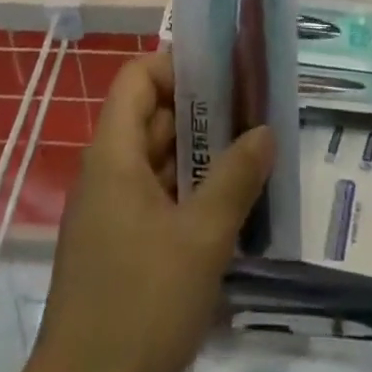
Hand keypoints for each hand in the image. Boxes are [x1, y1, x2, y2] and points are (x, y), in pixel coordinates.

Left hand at [12, 49, 274, 371]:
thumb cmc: (139, 305)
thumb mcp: (201, 241)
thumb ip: (236, 179)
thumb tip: (266, 131)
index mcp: (114, 153)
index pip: (138, 77)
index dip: (178, 66)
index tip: (224, 77)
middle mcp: (106, 171)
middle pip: (151, 115)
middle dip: (200, 112)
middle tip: (251, 116)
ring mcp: (107, 211)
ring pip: (155, 160)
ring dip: (197, 156)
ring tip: (248, 159)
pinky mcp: (114, 247)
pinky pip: (152, 197)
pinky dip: (185, 193)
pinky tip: (224, 212)